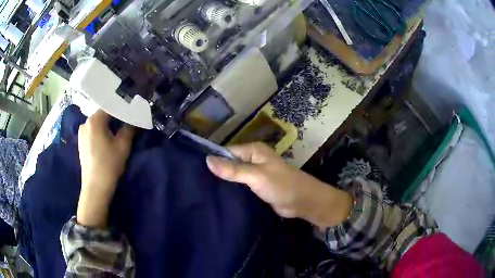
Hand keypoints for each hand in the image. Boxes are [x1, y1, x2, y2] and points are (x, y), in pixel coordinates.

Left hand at [77, 110, 134, 227]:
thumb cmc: (109, 164)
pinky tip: (107, 140)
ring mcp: (82, 134)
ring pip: (98, 124)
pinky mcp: (81, 143)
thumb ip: (129, 129)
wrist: (95, 187)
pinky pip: (93, 132)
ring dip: (108, 126)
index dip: (122, 108)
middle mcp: (85, 123)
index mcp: (94, 120)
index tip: (132, 110)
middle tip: (127, 120)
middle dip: (115, 117)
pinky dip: (101, 133)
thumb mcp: (123, 145)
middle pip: (103, 115)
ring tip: (118, 130)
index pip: (110, 107)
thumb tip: (134, 120)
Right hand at [206, 142, 352, 228]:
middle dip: (217, 172)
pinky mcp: (256, 187)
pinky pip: (240, 186)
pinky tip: (218, 197)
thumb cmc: (282, 185)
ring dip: (224, 182)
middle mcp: (253, 159)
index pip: (226, 152)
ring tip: (203, 191)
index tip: (195, 171)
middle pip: (229, 163)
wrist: (303, 202)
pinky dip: (232, 189)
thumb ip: (233, 169)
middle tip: (196, 183)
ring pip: (234, 175)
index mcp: (253, 150)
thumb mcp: (256, 175)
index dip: (213, 160)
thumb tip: (207, 160)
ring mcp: (254, 174)